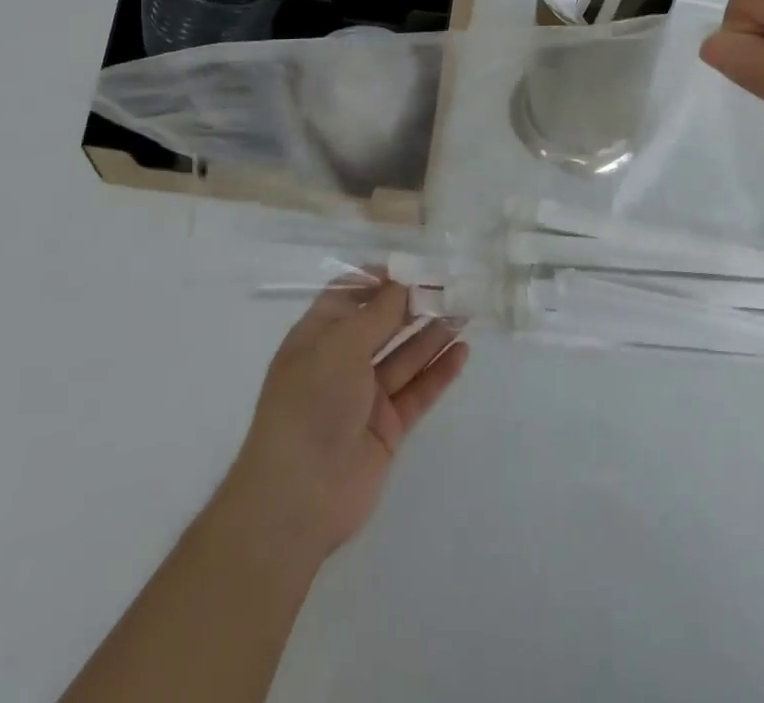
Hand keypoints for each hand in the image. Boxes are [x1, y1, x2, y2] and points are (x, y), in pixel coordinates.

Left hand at [224, 281, 467, 557]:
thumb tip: (404, 283)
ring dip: (433, 333)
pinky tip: (462, 351)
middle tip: (453, 287)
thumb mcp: (342, 344)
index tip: (415, 267)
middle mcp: (340, 363)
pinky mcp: (386, 428)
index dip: (380, 279)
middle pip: (383, 324)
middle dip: (415, 304)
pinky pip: (417, 391)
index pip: (350, 295)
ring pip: (405, 356)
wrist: (298, 497)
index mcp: (317, 337)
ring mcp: (364, 397)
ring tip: (465, 311)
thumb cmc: (312, 403)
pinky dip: (439, 371)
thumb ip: (380, 312)